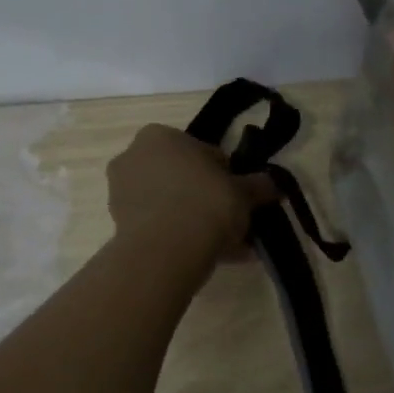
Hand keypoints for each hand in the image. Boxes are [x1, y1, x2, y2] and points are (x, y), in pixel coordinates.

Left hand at [107, 124, 277, 268]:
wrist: (167, 250)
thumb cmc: (206, 204)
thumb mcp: (243, 192)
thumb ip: (259, 185)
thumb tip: (274, 185)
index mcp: (159, 136)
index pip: (202, 152)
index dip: (226, 174)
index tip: (239, 196)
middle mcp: (134, 157)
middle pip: (182, 178)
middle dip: (207, 198)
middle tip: (234, 220)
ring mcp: (121, 193)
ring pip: (170, 204)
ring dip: (196, 221)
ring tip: (228, 246)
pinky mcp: (119, 225)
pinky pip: (160, 227)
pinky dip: (182, 238)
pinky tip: (210, 256)